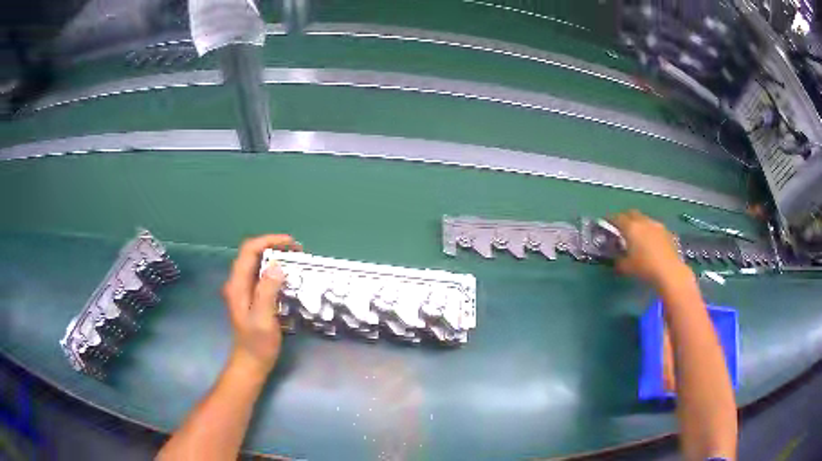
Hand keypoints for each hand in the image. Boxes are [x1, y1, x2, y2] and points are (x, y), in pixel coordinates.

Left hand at [222, 235, 301, 376]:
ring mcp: (244, 290)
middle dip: (274, 247)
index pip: (249, 250)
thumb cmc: (257, 344)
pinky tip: (288, 278)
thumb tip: (276, 266)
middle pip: (253, 254)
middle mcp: (238, 283)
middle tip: (298, 253)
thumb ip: (267, 291)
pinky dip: (275, 271)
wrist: (251, 363)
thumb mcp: (263, 319)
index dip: (269, 241)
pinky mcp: (252, 297)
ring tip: (296, 261)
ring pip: (258, 264)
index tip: (291, 244)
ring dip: (276, 258)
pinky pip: (262, 276)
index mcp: (237, 285)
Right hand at [608, 210, 691, 287]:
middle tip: (622, 227)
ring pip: (644, 219)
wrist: (669, 271)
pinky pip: (655, 227)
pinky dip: (650, 231)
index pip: (617, 218)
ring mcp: (657, 225)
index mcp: (631, 227)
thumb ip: (619, 260)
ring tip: (638, 236)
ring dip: (639, 224)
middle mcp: (643, 221)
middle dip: (625, 217)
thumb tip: (617, 258)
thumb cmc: (645, 268)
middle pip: (631, 213)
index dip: (610, 219)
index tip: (606, 223)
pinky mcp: (667, 231)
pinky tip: (651, 242)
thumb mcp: (626, 267)